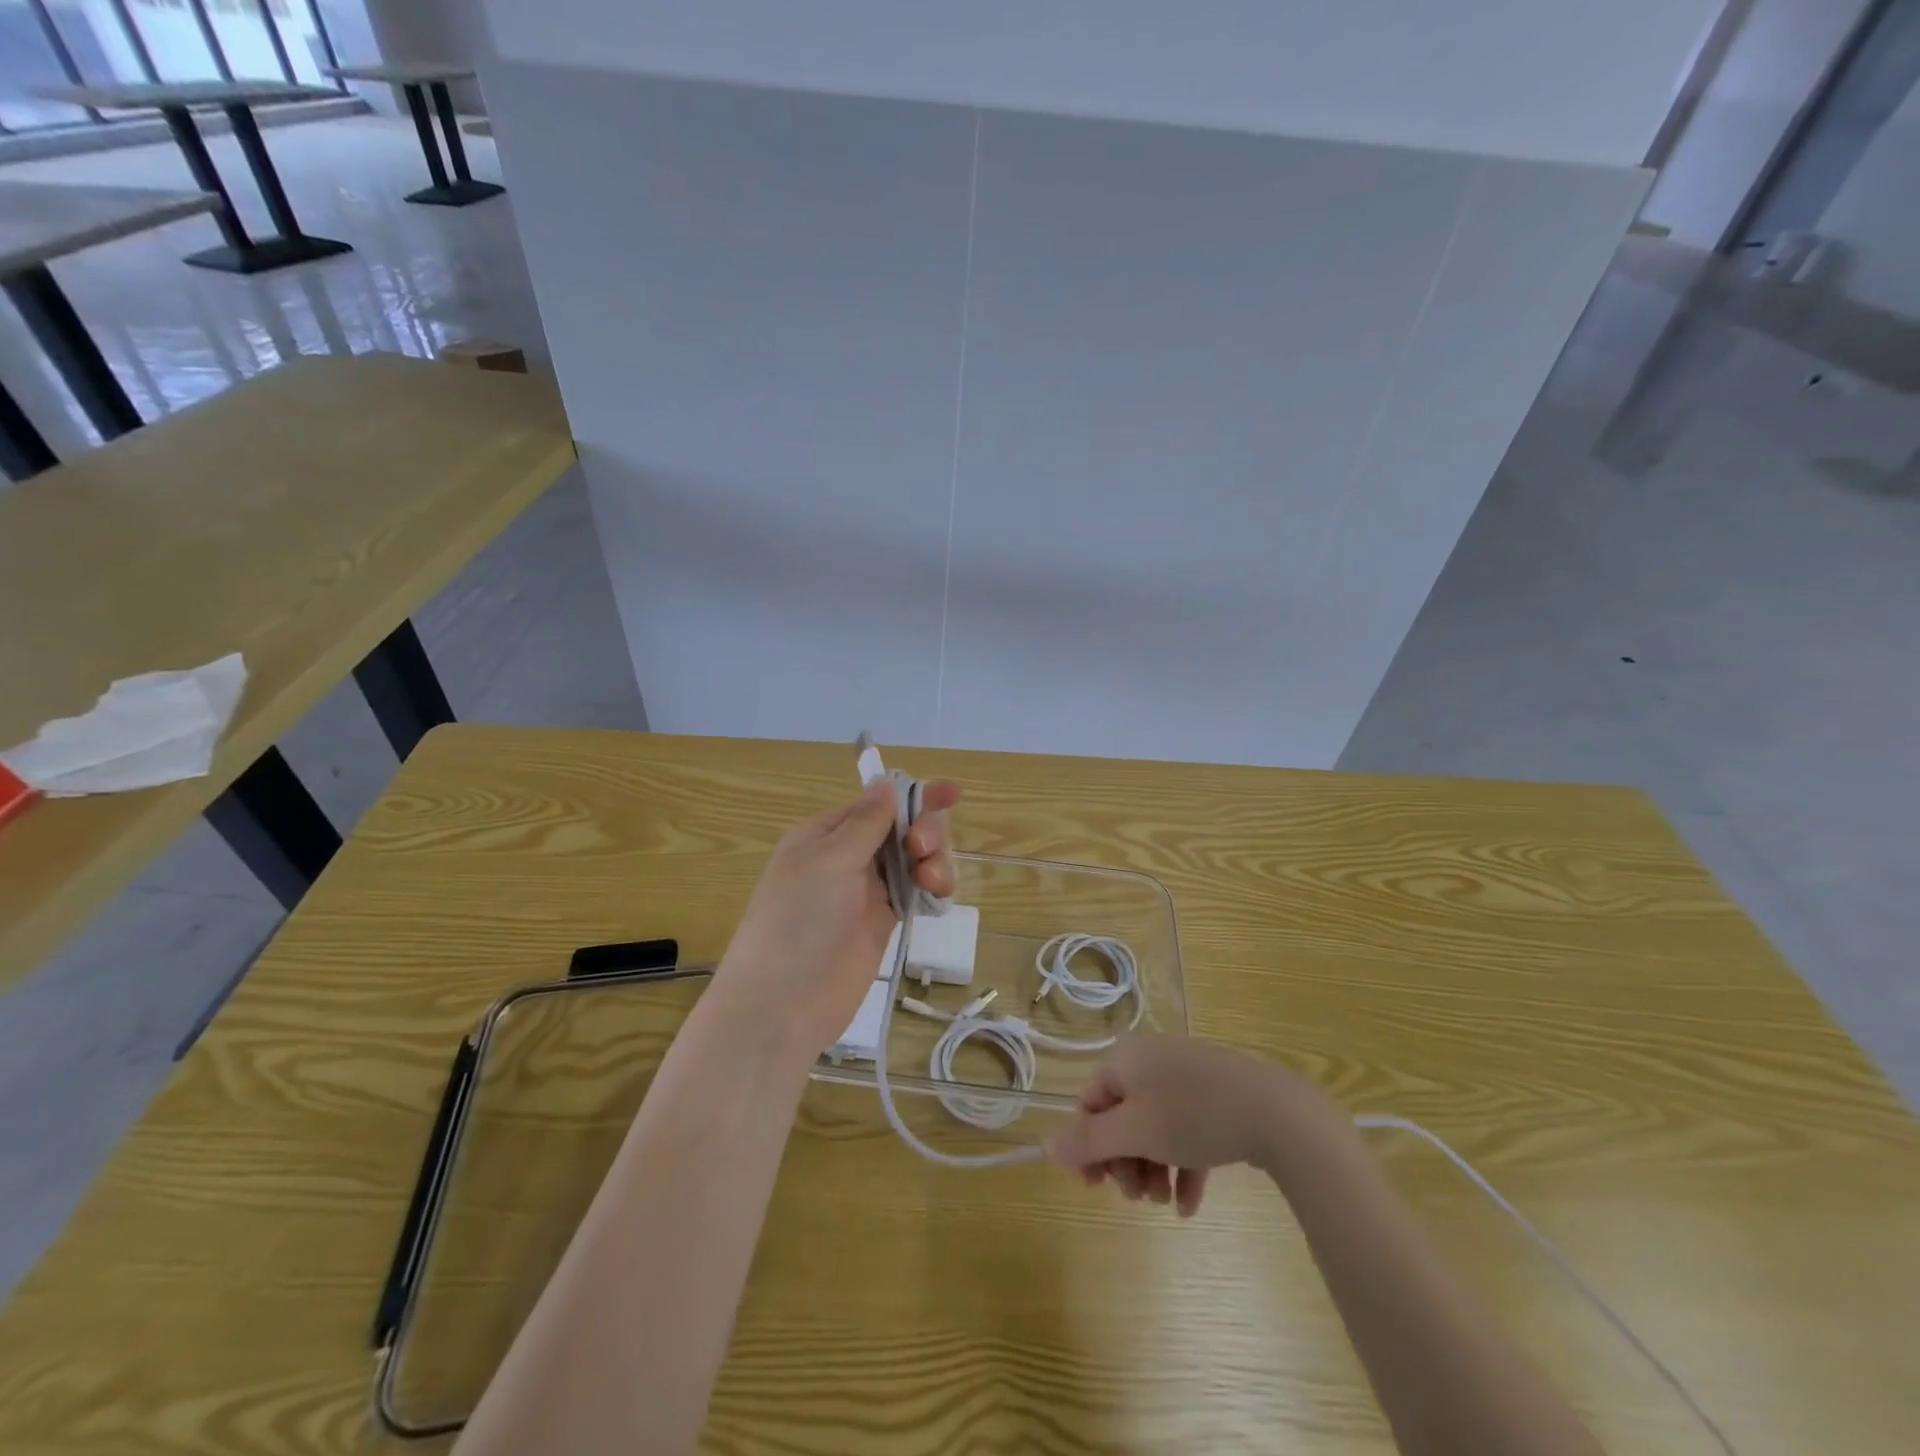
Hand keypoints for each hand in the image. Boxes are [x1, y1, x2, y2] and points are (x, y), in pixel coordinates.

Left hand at [716, 778, 959, 1057]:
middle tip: (925, 851)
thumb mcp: (829, 861)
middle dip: (924, 831)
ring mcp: (866, 891)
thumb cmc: (798, 920)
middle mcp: (847, 857)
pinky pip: (916, 891)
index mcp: (826, 834)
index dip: (914, 796)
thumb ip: (866, 822)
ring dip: (934, 861)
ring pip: (914, 860)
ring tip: (935, 884)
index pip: (877, 804)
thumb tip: (885, 781)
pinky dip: (933, 887)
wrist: (784, 1004)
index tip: (952, 793)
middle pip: (901, 829)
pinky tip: (939, 895)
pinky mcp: (883, 922)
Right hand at [1046, 1036, 1341, 1215]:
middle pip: (1122, 1117)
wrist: (1275, 1111)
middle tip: (1138, 1198)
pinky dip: (1183, 1167)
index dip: (1088, 1145)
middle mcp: (1153, 1061)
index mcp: (1127, 1059)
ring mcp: (1188, 1077)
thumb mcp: (1134, 1131)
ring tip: (1166, 1204)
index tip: (1097, 1187)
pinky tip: (1189, 1207)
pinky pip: (1187, 1131)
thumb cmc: (1193, 1115)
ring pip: (1155, 1128)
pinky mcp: (1217, 1097)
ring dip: (1153, 1169)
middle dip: (1125, 1162)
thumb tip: (1045, 1145)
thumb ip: (1088, 1140)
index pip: (1091, 1101)